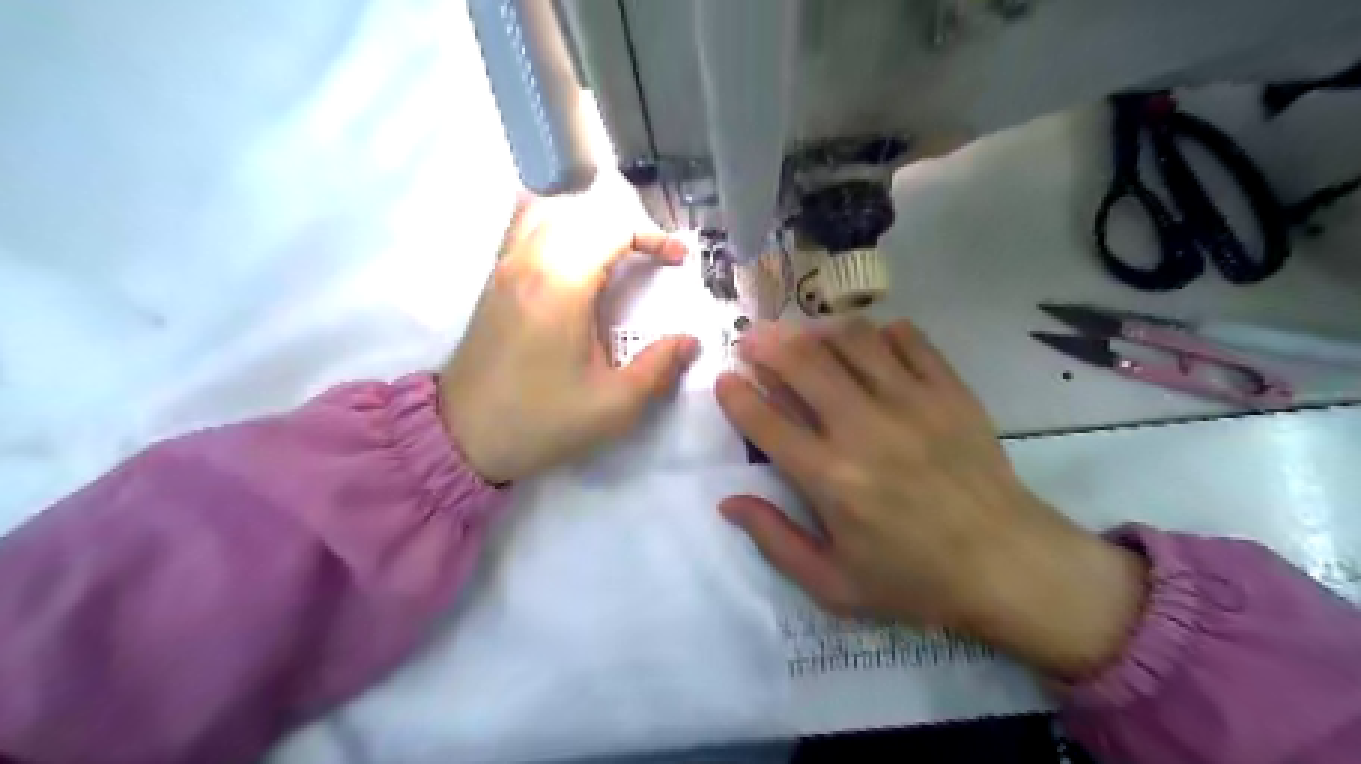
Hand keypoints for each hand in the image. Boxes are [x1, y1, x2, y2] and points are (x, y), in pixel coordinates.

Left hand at [441, 196, 699, 481]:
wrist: (464, 437)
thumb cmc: (542, 420)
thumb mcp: (613, 405)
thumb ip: (658, 368)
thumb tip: (690, 342)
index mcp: (562, 285)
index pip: (612, 229)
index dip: (653, 236)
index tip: (677, 260)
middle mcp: (529, 261)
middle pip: (583, 212)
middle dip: (626, 226)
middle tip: (651, 257)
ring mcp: (504, 266)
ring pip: (548, 210)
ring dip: (588, 219)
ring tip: (614, 248)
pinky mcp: (493, 279)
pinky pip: (522, 226)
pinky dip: (554, 223)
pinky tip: (570, 252)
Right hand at [713, 318, 1144, 678]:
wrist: (1008, 564)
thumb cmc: (914, 578)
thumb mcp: (833, 583)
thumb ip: (775, 540)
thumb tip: (728, 502)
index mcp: (830, 479)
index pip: (765, 421)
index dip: (735, 394)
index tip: (725, 380)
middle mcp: (864, 429)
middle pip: (801, 362)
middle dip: (764, 343)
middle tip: (751, 339)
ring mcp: (912, 402)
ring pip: (850, 339)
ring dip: (814, 329)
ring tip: (801, 335)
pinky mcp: (950, 390)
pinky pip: (908, 339)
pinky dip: (879, 332)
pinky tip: (867, 344)